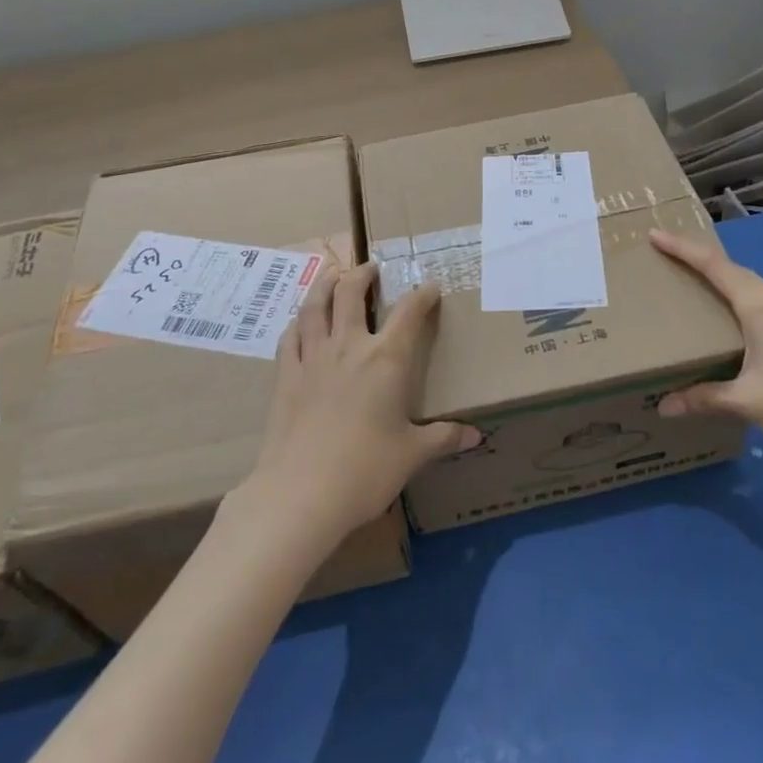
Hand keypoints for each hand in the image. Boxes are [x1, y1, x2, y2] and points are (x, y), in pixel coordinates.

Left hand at [235, 260, 478, 553]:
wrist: (300, 493)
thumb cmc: (365, 470)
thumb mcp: (412, 454)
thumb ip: (443, 438)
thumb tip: (476, 436)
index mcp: (386, 359)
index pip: (409, 313)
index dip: (422, 295)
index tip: (430, 287)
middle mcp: (349, 346)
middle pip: (351, 293)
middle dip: (362, 274)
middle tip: (370, 268)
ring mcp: (313, 358)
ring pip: (315, 306)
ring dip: (325, 285)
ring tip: (332, 275)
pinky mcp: (286, 376)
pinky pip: (290, 336)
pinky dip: (298, 321)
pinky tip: (301, 321)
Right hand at [650, 229, 762, 465]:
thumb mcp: (745, 400)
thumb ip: (703, 398)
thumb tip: (664, 406)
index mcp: (761, 306)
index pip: (714, 266)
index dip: (683, 249)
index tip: (656, 234)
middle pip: (734, 270)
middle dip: (701, 260)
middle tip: (670, 257)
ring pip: (753, 287)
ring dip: (725, 281)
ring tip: (698, 287)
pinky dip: (741, 301)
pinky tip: (735, 322)